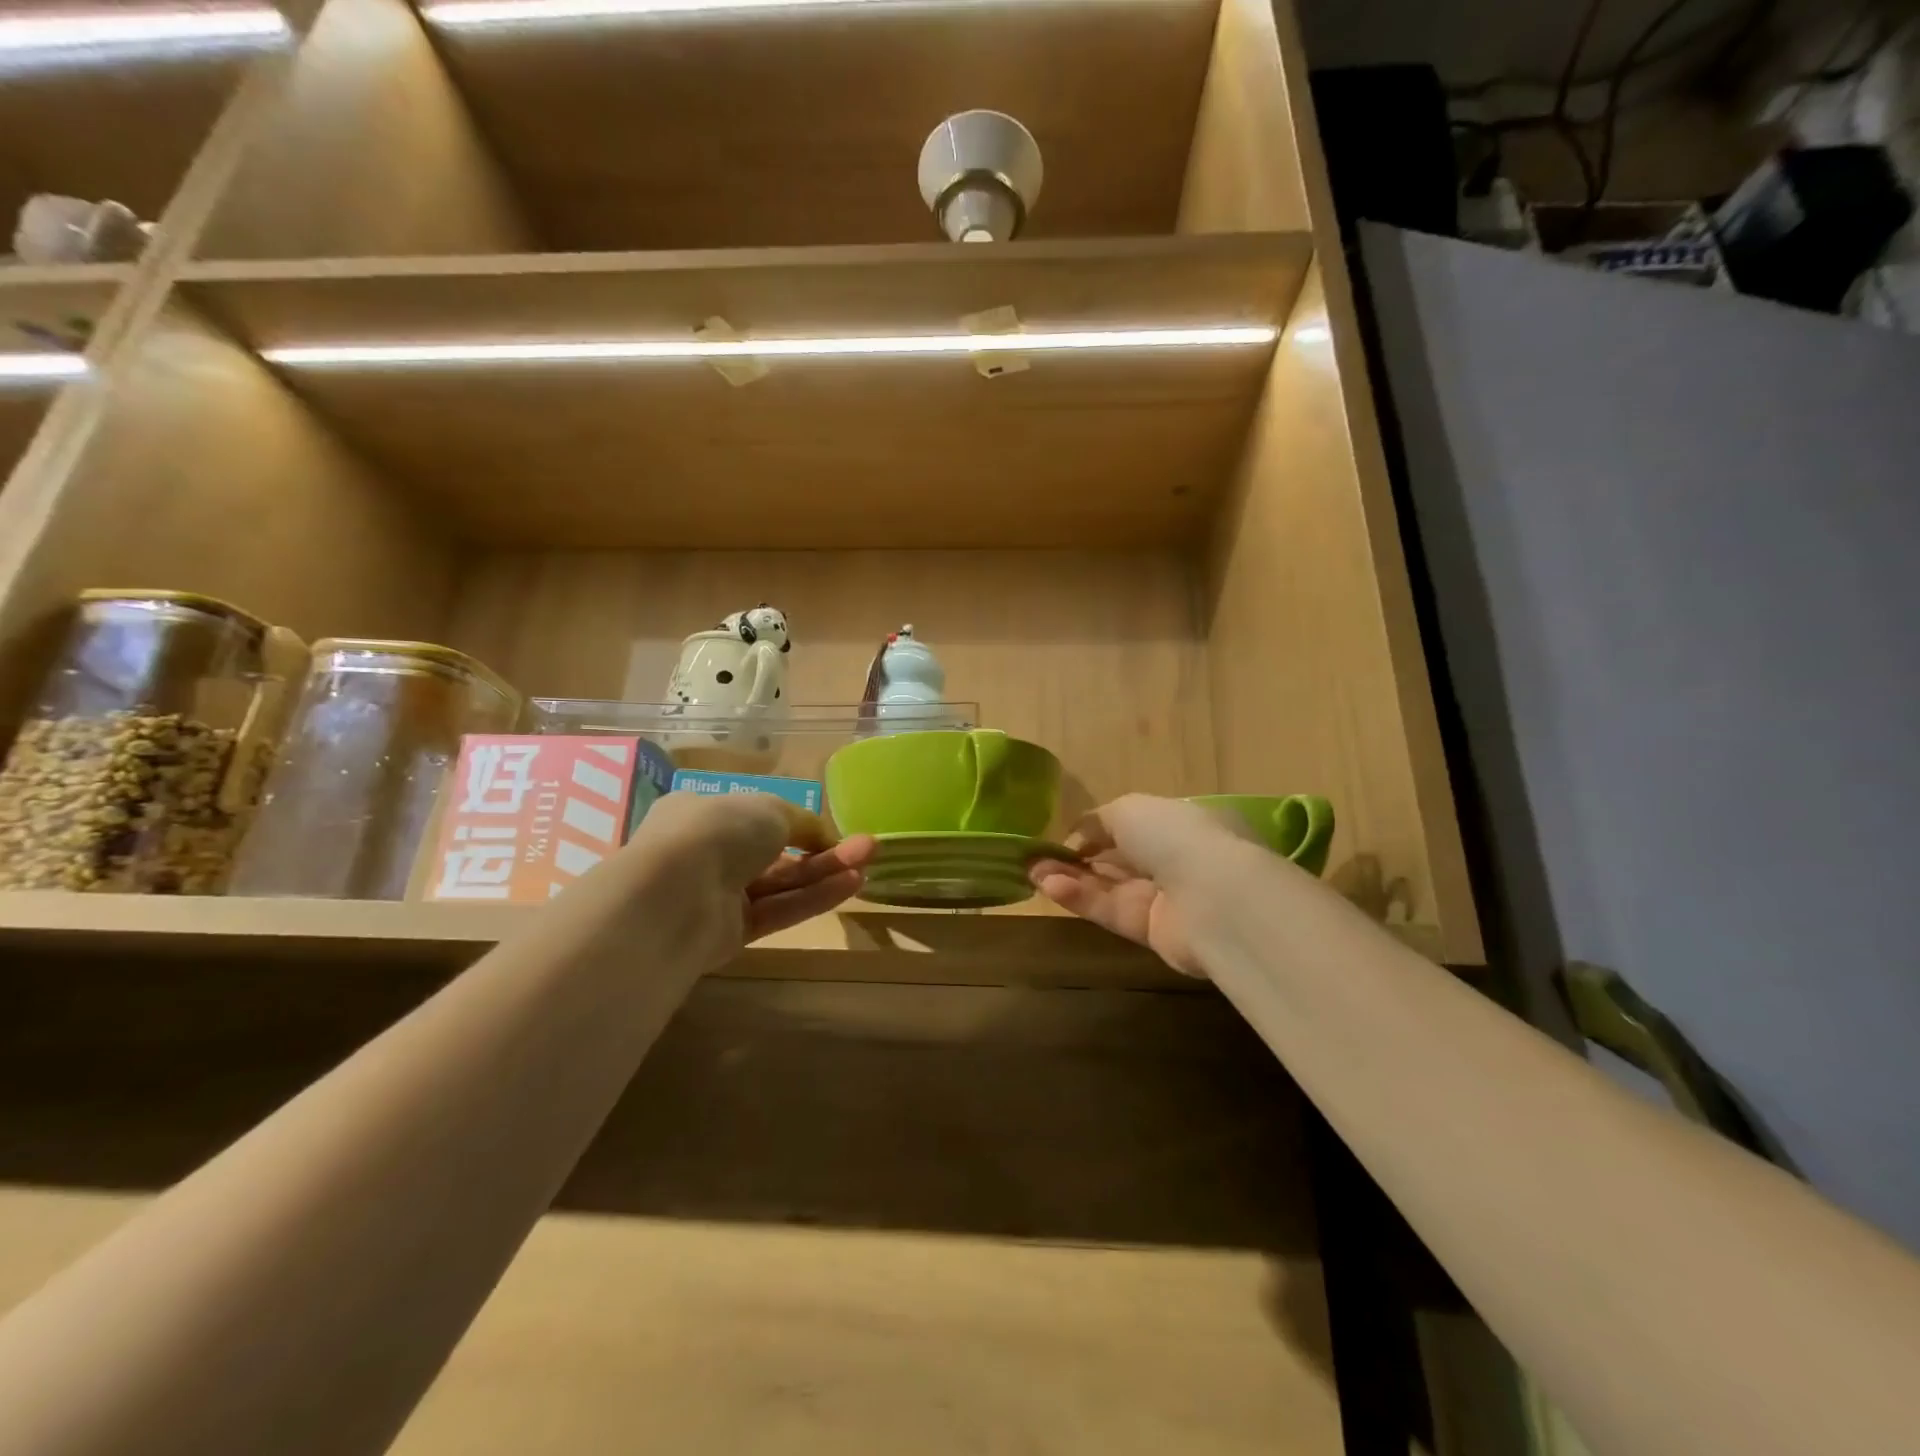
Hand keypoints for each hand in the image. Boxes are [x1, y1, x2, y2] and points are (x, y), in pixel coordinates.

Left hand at [623, 792, 875, 968]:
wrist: (675, 895)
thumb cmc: (719, 831)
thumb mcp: (769, 809)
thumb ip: (802, 822)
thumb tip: (824, 837)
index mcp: (704, 813)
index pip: (757, 818)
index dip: (797, 823)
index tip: (832, 829)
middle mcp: (709, 853)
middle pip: (776, 852)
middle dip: (822, 849)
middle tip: (868, 847)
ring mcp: (718, 895)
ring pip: (781, 883)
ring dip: (825, 872)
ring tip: (869, 863)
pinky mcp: (730, 933)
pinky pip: (779, 910)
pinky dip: (813, 898)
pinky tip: (850, 885)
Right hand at [1027, 794, 1256, 975]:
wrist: (1214, 897)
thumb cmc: (1176, 836)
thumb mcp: (1130, 808)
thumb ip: (1099, 821)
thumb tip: (1078, 833)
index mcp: (1180, 823)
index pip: (1134, 826)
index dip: (1097, 830)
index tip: (1064, 833)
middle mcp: (1175, 860)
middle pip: (1118, 859)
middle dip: (1078, 856)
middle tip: (1036, 856)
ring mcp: (1165, 898)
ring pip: (1109, 886)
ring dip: (1070, 877)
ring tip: (1031, 870)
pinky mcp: (1152, 931)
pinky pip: (1110, 910)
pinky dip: (1081, 898)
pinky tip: (1049, 886)